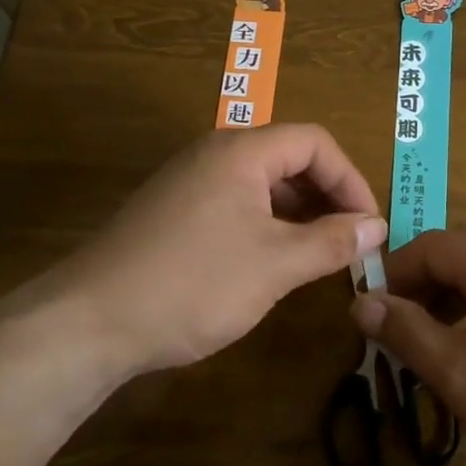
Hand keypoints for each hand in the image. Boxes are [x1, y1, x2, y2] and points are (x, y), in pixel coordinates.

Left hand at [0, 124, 384, 383]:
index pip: (315, 143)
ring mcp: (187, 183)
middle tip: (348, 244)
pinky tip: (270, 265)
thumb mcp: (275, 264)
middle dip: (326, 198)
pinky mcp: (171, 213)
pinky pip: (234, 205)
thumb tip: (377, 227)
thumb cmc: (193, 284)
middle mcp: (213, 155)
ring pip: (261, 185)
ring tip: (317, 258)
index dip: (351, 180)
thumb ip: (332, 242)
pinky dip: (265, 227)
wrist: (89, 322)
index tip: (369, 227)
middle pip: (288, 159)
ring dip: (297, 215)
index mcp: (241, 152)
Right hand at [352, 228, 465, 465]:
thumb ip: (407, 332)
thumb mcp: (461, 375)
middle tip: (401, 330)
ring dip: (457, 299)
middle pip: (465, 253)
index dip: (395, 273)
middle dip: (425, 284)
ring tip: (438, 346)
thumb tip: (362, 301)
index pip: (433, 245)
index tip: (371, 312)